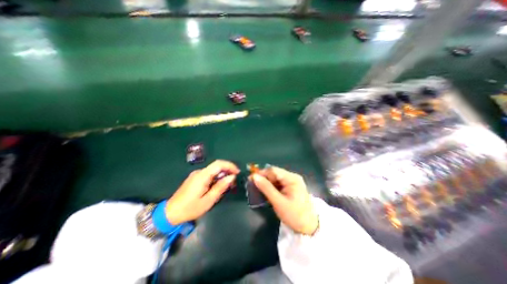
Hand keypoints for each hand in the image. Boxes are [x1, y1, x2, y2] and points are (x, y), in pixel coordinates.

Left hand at [164, 160, 239, 223]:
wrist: (170, 213)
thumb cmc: (190, 208)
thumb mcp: (208, 200)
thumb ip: (220, 187)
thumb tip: (232, 177)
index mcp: (202, 176)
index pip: (218, 164)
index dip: (230, 165)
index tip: (237, 172)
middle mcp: (199, 172)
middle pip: (216, 166)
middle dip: (227, 170)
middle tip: (234, 181)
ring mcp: (196, 174)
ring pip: (213, 170)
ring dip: (222, 174)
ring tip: (228, 185)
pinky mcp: (195, 178)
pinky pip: (209, 174)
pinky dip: (216, 177)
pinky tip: (218, 185)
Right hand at [253, 166, 317, 234]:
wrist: (309, 227)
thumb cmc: (294, 215)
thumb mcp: (278, 202)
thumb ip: (266, 188)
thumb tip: (254, 176)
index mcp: (292, 178)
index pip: (273, 170)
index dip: (261, 173)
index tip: (250, 179)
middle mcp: (292, 177)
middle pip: (274, 173)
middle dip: (263, 178)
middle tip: (252, 185)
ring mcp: (292, 182)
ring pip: (275, 178)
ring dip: (266, 183)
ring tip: (257, 189)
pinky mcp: (290, 187)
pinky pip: (278, 184)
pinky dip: (271, 187)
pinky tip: (265, 192)